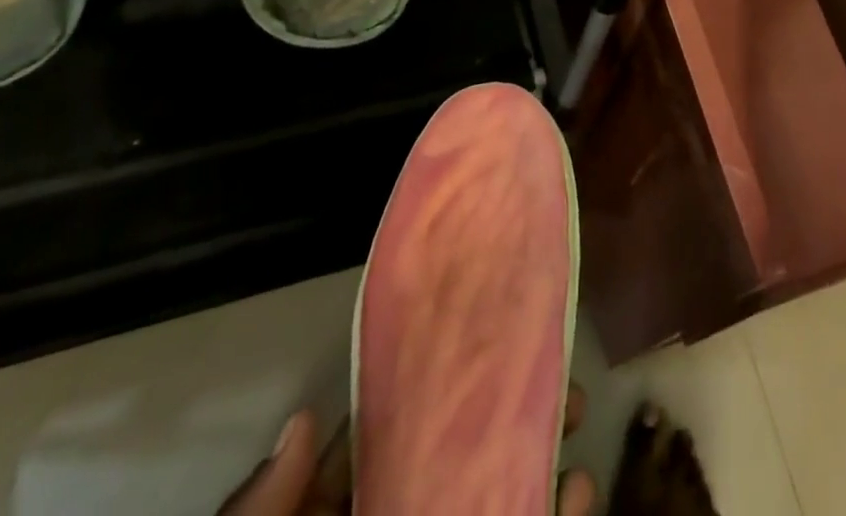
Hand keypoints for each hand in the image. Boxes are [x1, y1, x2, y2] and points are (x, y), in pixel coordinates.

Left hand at [220, 388, 595, 515]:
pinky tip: (581, 487)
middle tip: (546, 371)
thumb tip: (305, 419)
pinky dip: (556, 512)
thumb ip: (264, 510)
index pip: (383, 449)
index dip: (427, 397)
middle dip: (501, 418)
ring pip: (497, 500)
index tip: (476, 347)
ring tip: (574, 413)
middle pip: (452, 466)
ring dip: (539, 461)